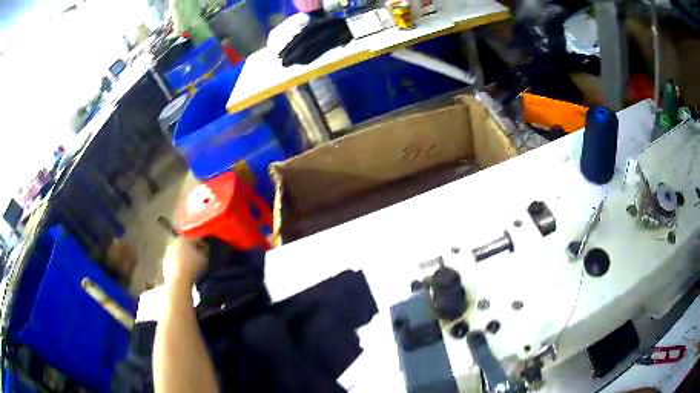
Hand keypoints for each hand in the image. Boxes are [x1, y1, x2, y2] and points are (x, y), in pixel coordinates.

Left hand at [162, 238, 206, 287]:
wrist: (178, 280)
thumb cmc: (192, 267)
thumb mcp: (203, 258)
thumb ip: (204, 250)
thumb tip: (203, 248)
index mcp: (185, 238)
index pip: (196, 238)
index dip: (202, 244)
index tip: (206, 250)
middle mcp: (175, 242)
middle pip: (185, 243)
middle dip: (191, 249)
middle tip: (198, 257)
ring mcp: (168, 251)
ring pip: (179, 252)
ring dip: (184, 256)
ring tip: (191, 265)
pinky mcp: (165, 261)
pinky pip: (174, 260)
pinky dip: (178, 263)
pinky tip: (183, 271)